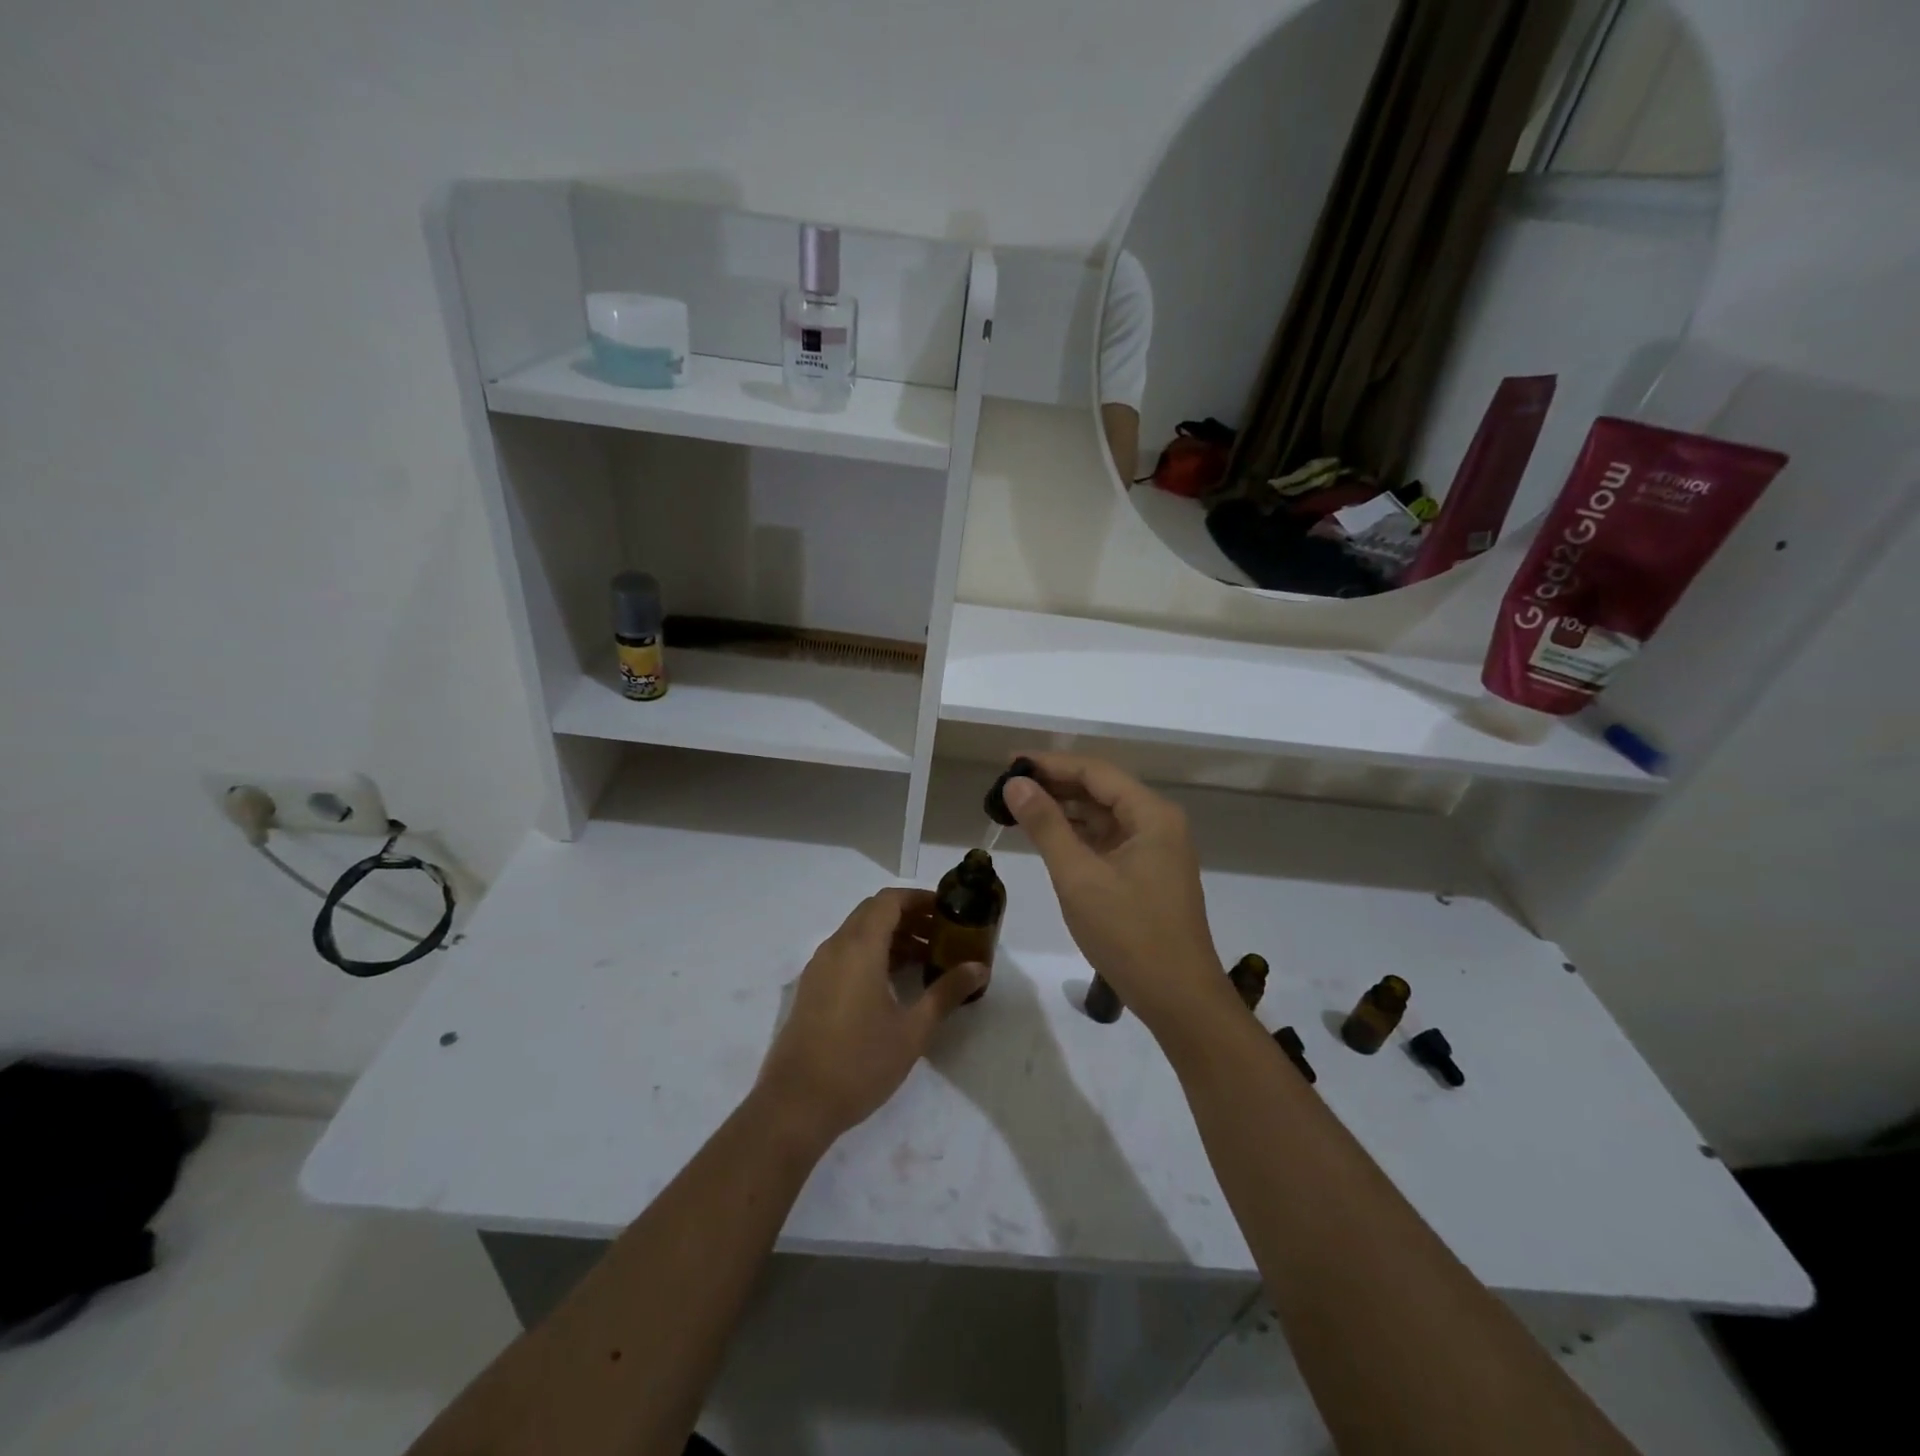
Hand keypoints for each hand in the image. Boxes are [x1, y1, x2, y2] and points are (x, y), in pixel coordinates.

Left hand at [755, 888, 984, 1149]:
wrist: (795, 1105)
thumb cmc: (859, 1063)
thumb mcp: (912, 1030)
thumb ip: (946, 992)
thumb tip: (979, 968)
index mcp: (859, 947)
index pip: (890, 901)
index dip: (920, 899)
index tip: (948, 910)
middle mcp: (835, 947)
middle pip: (873, 912)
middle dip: (909, 916)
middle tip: (942, 934)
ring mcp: (819, 968)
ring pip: (858, 933)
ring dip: (891, 936)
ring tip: (926, 960)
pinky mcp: (812, 989)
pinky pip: (845, 954)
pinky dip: (872, 954)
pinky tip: (894, 983)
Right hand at [1003, 754, 1231, 1035]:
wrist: (1179, 999)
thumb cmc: (1129, 934)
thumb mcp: (1078, 877)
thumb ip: (1046, 825)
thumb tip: (1016, 784)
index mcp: (1151, 815)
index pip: (1095, 772)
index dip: (1050, 764)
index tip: (1009, 763)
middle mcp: (1158, 823)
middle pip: (1101, 790)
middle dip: (1055, 785)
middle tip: (1008, 787)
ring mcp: (1156, 850)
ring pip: (1104, 816)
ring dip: (1065, 811)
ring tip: (1020, 809)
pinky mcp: (1149, 874)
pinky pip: (1109, 841)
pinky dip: (1079, 837)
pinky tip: (1049, 839)